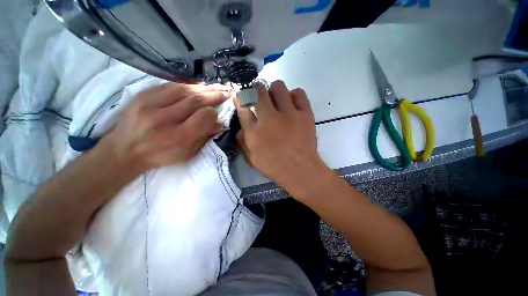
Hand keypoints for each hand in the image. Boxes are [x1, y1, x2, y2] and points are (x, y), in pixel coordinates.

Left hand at [104, 83, 228, 172]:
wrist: (123, 151)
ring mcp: (150, 105)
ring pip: (183, 90)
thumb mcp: (187, 153)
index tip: (218, 113)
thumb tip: (220, 123)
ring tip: (213, 88)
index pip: (204, 117)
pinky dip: (186, 85)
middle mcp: (164, 119)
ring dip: (202, 88)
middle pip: (195, 101)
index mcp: (178, 138)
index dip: (214, 113)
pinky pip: (169, 86)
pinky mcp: (141, 95)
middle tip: (224, 93)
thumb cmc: (160, 155)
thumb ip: (204, 137)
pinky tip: (195, 87)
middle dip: (213, 96)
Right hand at [236, 80, 326, 187]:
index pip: (243, 106)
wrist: (300, 170)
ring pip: (278, 87)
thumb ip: (243, 139)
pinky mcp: (305, 114)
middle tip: (259, 98)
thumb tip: (241, 124)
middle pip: (259, 91)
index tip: (241, 95)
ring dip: (274, 91)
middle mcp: (270, 118)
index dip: (240, 97)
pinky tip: (291, 104)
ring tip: (276, 101)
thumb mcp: (252, 157)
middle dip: (256, 91)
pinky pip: (298, 93)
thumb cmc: (274, 166)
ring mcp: (289, 114)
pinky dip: (293, 95)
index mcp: (255, 131)